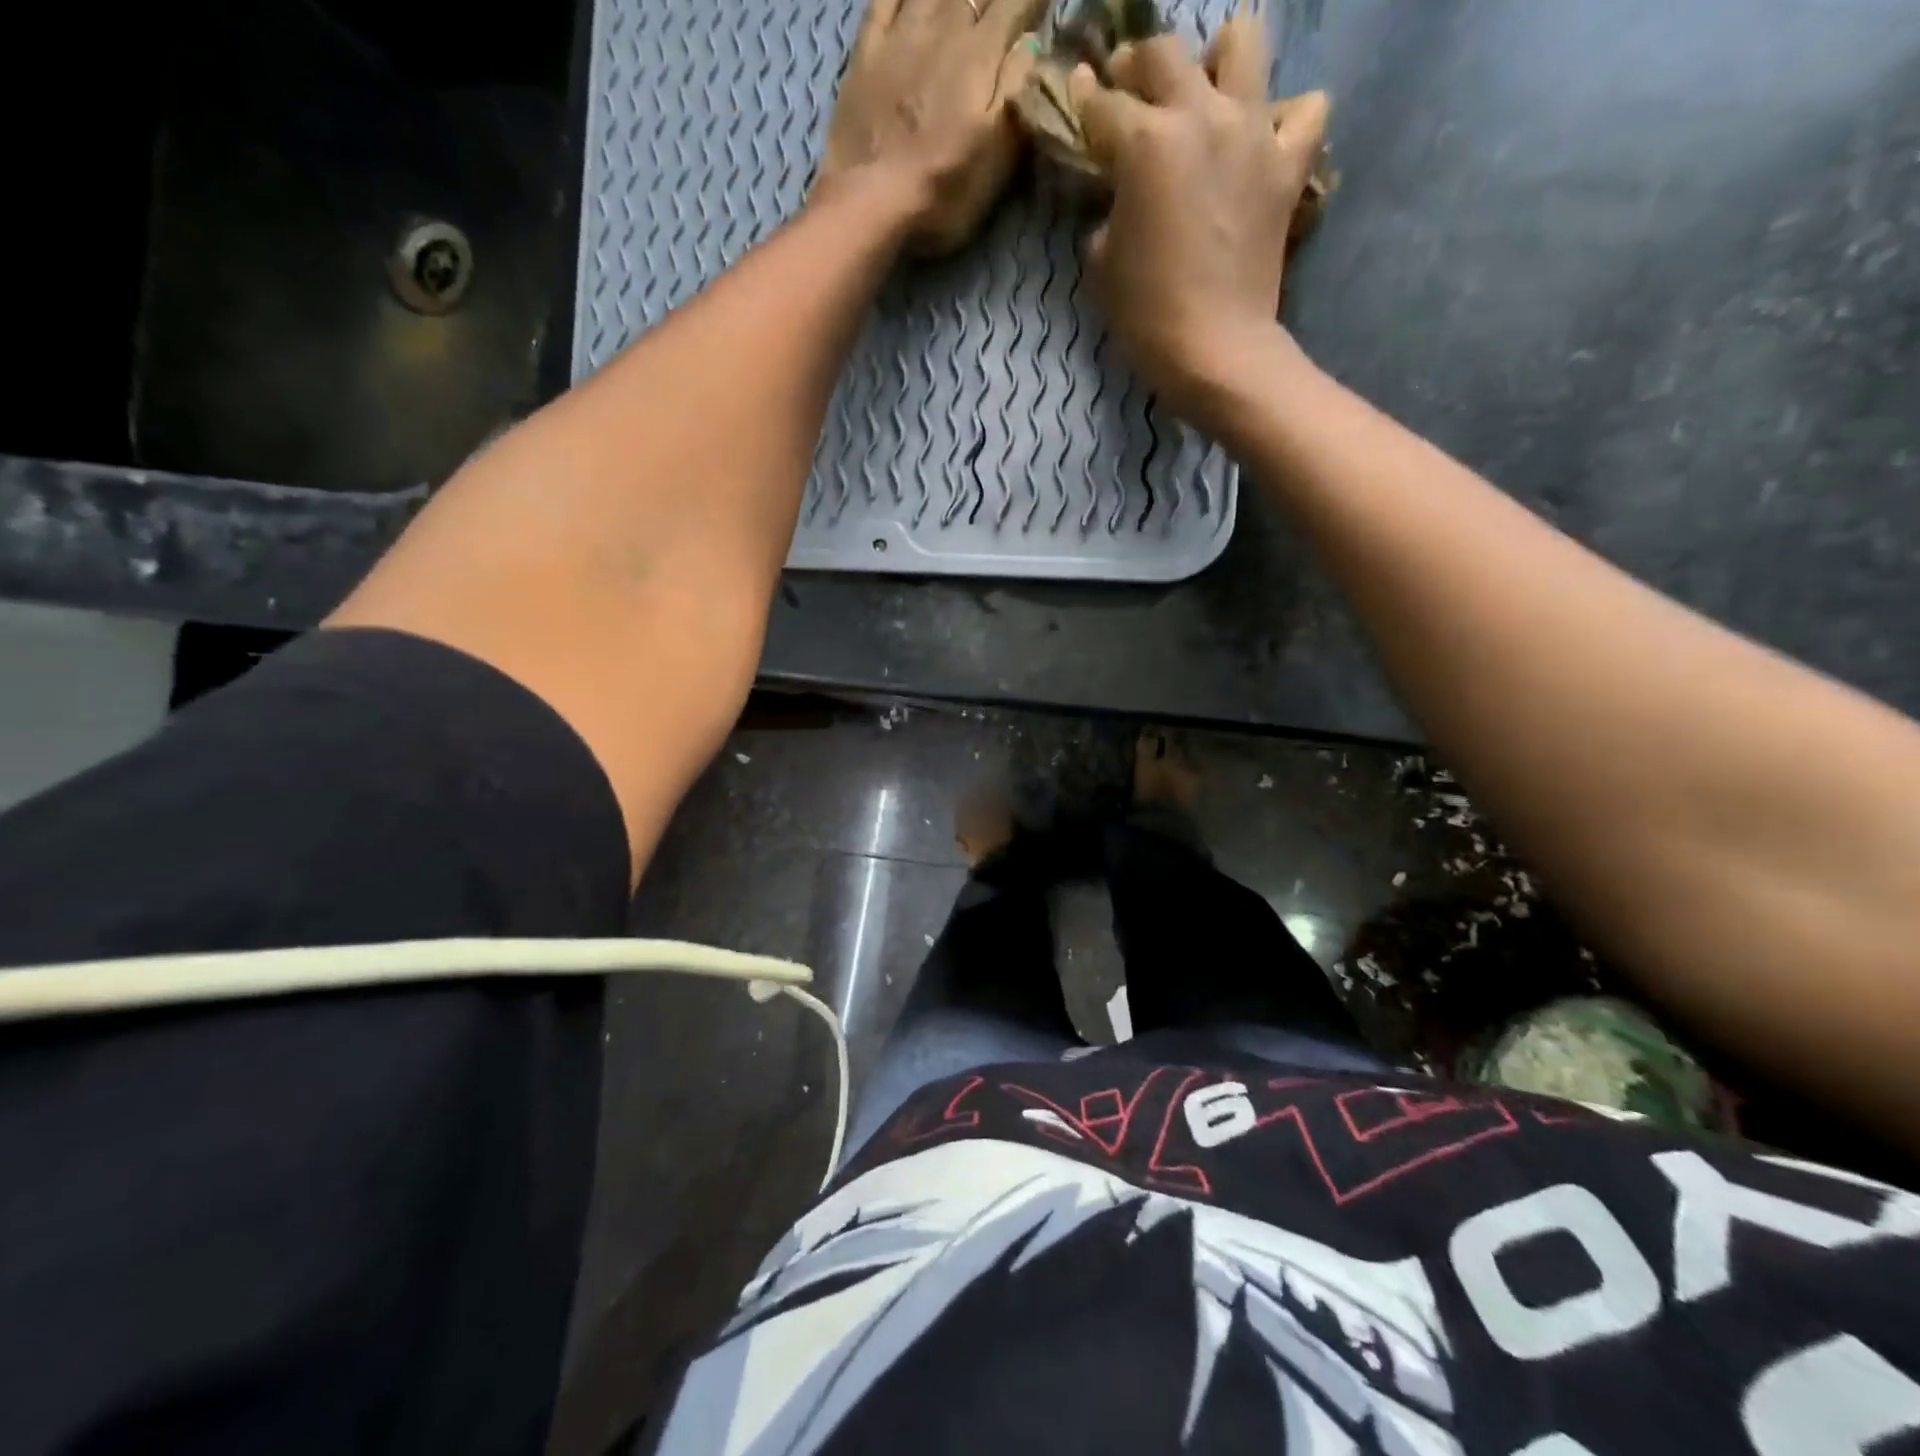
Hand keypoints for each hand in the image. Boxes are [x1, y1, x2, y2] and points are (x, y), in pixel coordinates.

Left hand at [818, 0, 1046, 254]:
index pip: (1016, 4)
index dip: (1033, 2)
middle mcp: (944, 28)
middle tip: (1004, 6)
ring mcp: (901, 34)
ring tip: (967, 0)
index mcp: (980, 56)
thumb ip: (1017, 93)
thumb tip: (1033, 44)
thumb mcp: (996, 157)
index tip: (1041, 8)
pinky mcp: (867, 49)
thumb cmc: (942, 191)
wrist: (870, 201)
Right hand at [1072, 21, 1327, 421]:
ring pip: (1243, 43)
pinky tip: (1263, 140)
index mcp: (1146, 143)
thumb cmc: (1147, 315)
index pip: (1103, 104)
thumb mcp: (1102, 265)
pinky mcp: (1288, 166)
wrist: (1215, 349)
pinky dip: (1286, 117)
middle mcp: (1202, 116)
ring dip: (1217, 59)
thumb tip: (1119, 199)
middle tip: (1129, 89)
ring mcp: (1253, 134)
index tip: (1077, 94)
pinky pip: (1304, 110)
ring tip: (1204, 93)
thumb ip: (1107, 213)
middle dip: (1137, 66)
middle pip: (1165, 54)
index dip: (1083, 100)